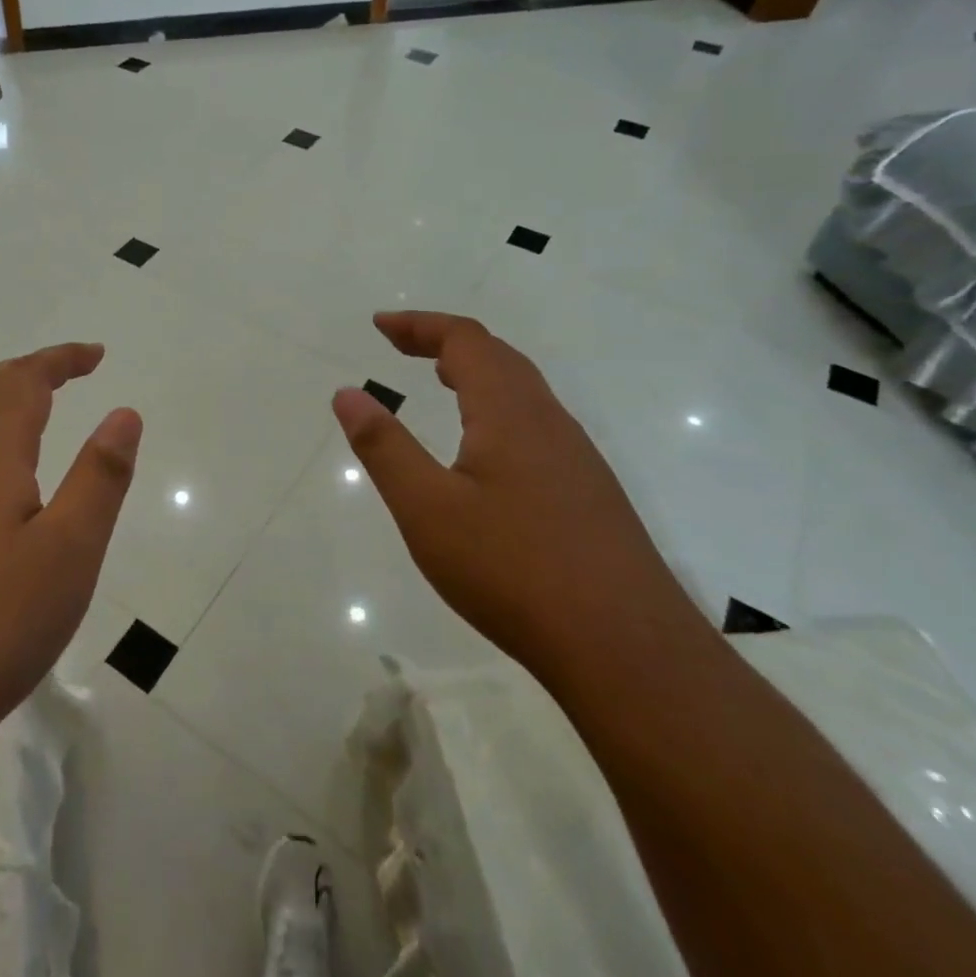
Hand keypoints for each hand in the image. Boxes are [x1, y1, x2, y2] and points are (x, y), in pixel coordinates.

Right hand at [332, 311, 704, 679]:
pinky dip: (498, 408)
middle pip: (499, 357)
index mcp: (510, 413)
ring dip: (477, 372)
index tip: (380, 326)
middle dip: (445, 341)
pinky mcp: (591, 495)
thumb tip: (347, 393)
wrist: (628, 651)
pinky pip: (537, 425)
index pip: (465, 341)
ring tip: (441, 379)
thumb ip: (384, 447)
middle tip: (401, 346)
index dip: (420, 325)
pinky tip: (487, 449)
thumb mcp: (426, 509)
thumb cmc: (512, 571)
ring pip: (524, 392)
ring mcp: (578, 459)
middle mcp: (550, 423)